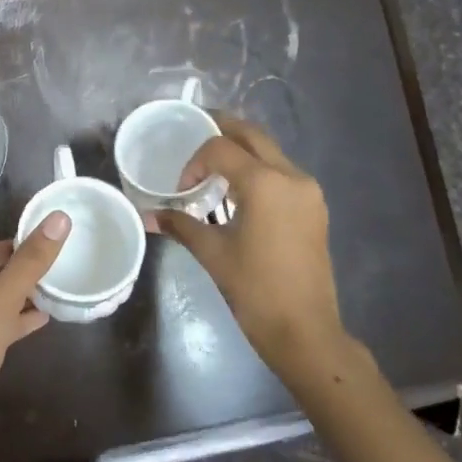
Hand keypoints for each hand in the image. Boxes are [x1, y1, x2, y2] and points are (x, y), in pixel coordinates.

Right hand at [157, 117, 344, 376]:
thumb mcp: (212, 252)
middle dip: (223, 131)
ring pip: (270, 153)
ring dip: (241, 152)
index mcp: (265, 183)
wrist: (305, 330)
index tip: (183, 189)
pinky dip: (258, 170)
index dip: (195, 162)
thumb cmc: (255, 289)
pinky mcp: (314, 208)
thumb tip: (147, 215)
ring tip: (214, 169)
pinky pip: (282, 173)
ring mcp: (308, 192)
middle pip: (253, 136)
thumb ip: (180, 224)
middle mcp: (291, 176)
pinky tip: (239, 193)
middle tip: (196, 134)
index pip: (221, 149)